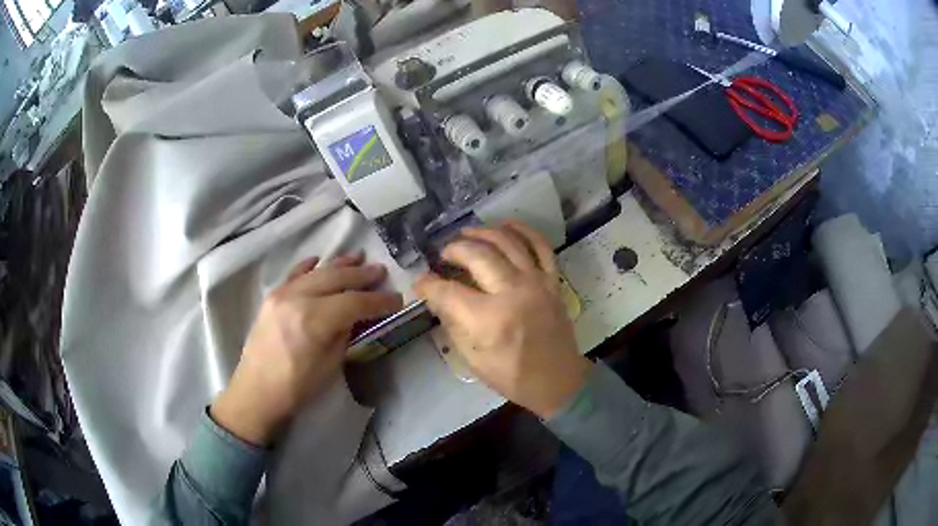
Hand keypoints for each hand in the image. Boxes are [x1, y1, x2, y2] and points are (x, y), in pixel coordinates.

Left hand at [211, 253, 402, 445]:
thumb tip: (357, 315)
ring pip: (316, 272)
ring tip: (358, 257)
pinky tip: (319, 259)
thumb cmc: (297, 387)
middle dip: (362, 275)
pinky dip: (308, 265)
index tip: (396, 299)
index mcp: (314, 320)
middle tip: (381, 271)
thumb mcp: (330, 365)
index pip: (354, 302)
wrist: (257, 391)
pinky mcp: (272, 297)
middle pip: (336, 279)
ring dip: (339, 264)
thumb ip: (345, 334)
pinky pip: (293, 274)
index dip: (378, 301)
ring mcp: (282, 294)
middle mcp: (298, 299)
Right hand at [415, 222, 592, 418]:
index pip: (448, 290)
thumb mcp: (472, 358)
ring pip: (507, 242)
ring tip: (466, 234)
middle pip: (477, 255)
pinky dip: (523, 230)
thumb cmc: (511, 375)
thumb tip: (437, 297)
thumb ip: (452, 323)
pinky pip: (540, 246)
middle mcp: (513, 293)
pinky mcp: (552, 281)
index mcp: (489, 319)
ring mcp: (536, 283)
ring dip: (482, 233)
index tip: (421, 282)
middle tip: (444, 255)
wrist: (557, 380)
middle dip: (454, 249)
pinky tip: (505, 225)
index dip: (428, 284)